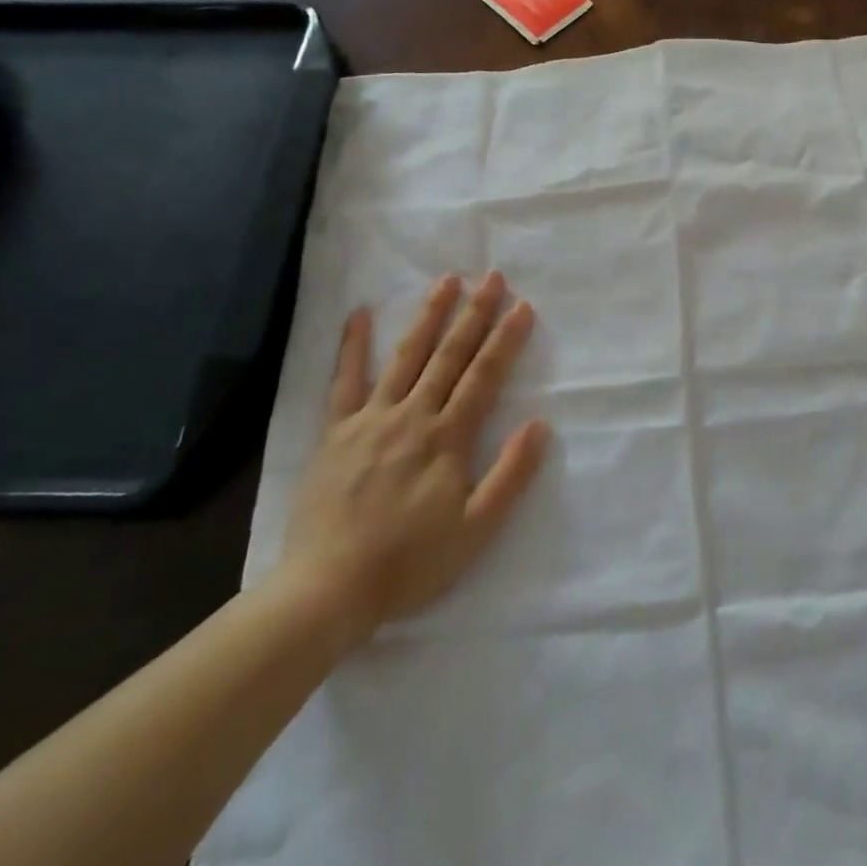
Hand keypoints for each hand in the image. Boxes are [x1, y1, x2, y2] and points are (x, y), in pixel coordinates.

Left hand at [273, 273, 550, 652]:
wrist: (327, 589)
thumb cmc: (409, 563)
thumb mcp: (475, 531)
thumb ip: (510, 475)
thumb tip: (540, 424)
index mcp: (448, 438)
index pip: (484, 377)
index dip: (506, 339)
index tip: (523, 306)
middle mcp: (413, 416)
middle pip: (450, 355)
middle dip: (474, 313)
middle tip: (492, 276)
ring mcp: (371, 419)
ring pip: (406, 356)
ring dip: (429, 316)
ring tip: (447, 280)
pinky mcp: (336, 431)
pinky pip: (345, 381)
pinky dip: (353, 346)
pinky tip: (360, 314)